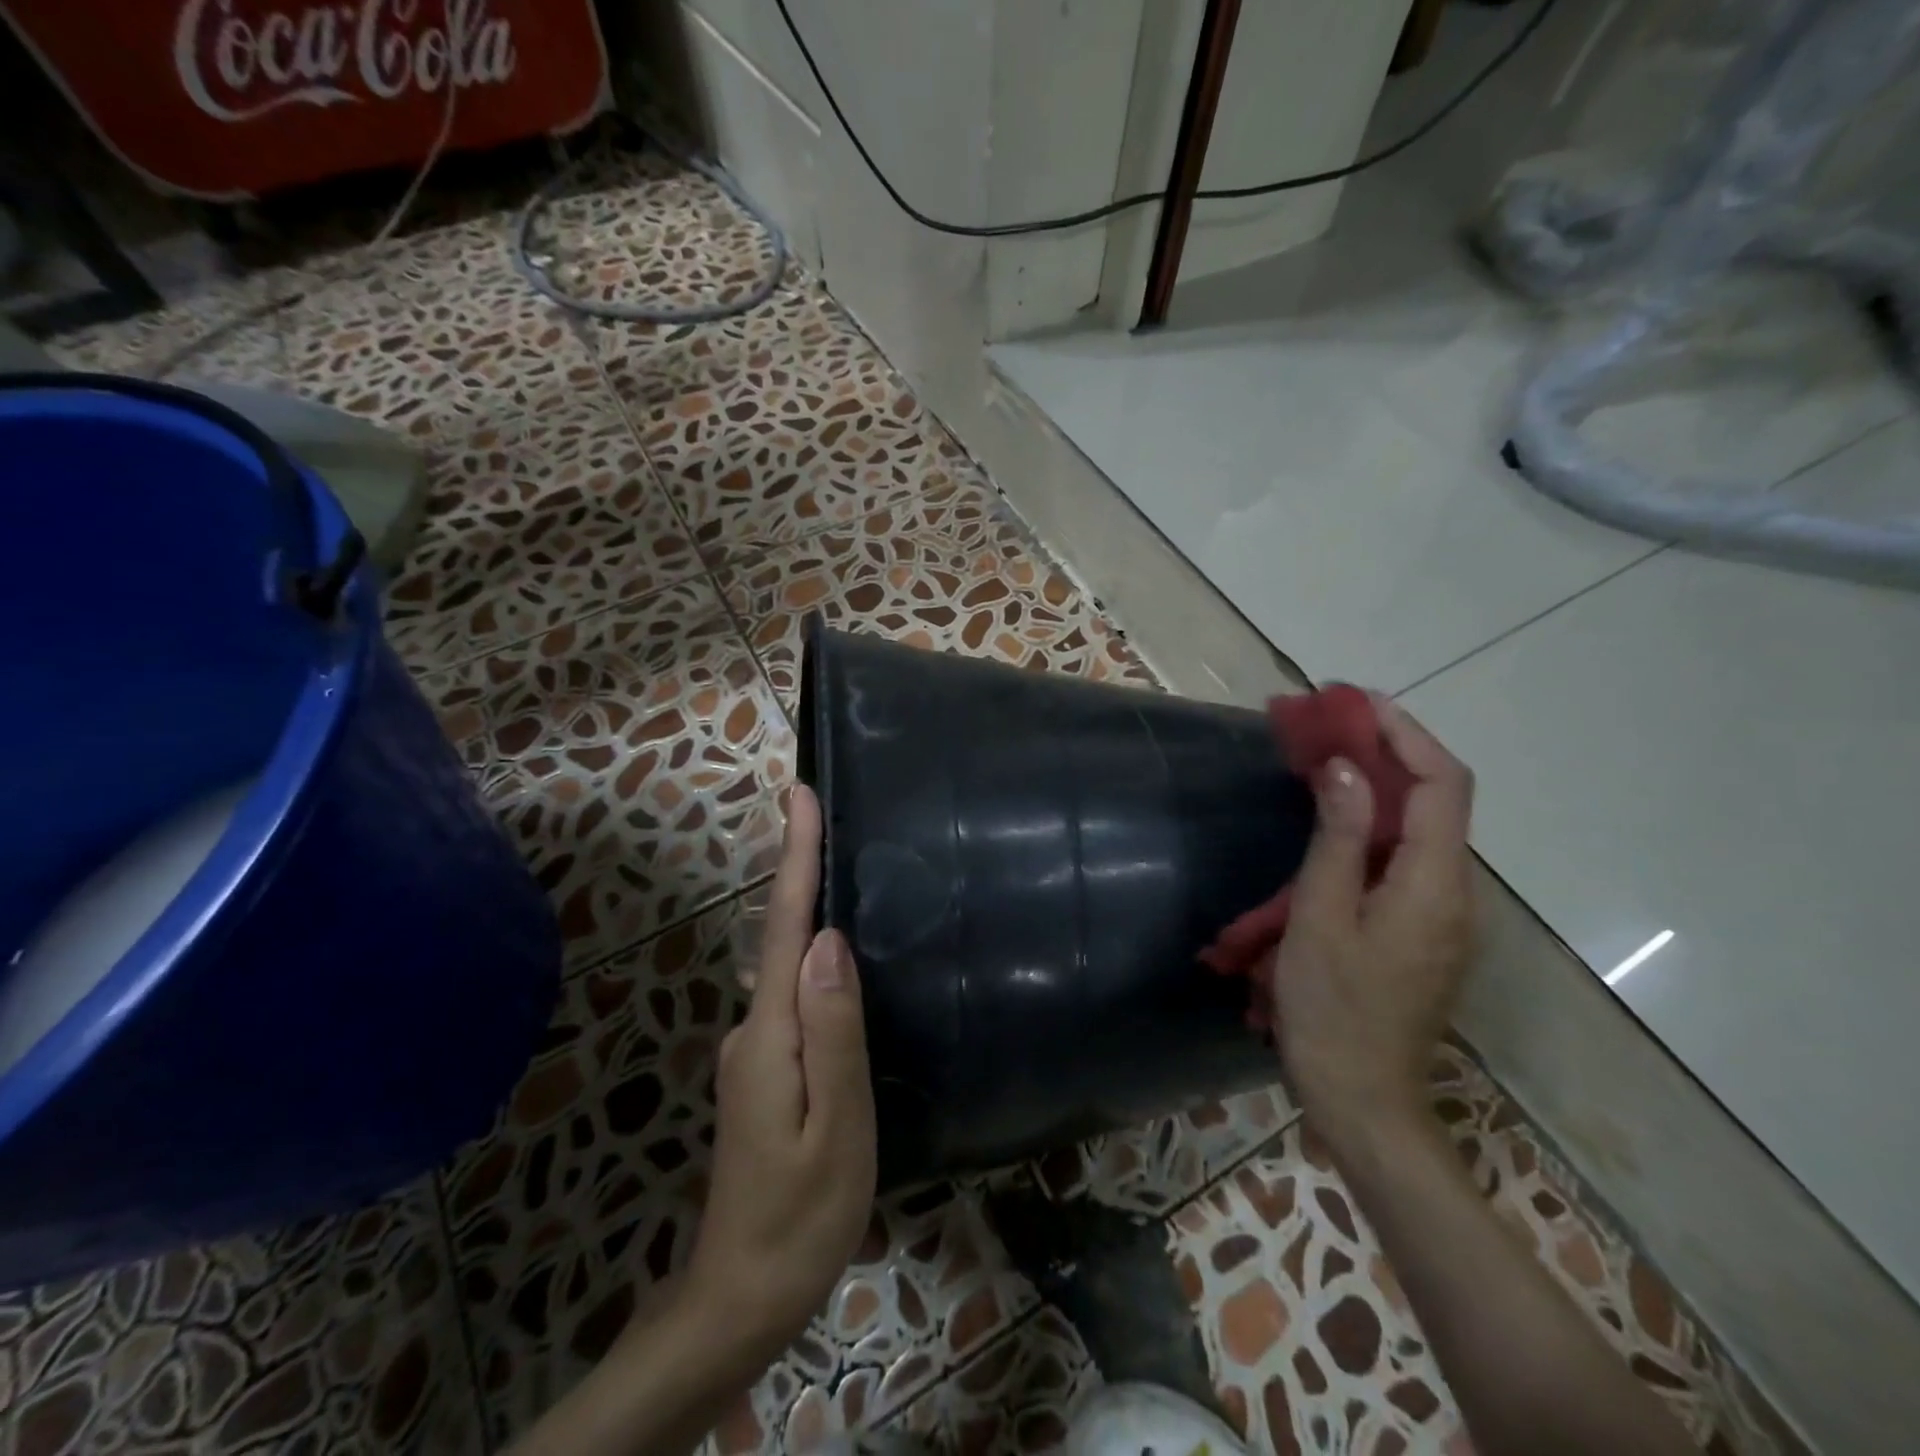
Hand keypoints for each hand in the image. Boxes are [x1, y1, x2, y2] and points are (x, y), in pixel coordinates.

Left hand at [683, 784, 876, 1367]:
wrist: (741, 1298)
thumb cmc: (802, 1215)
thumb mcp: (837, 1124)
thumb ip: (834, 1029)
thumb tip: (829, 940)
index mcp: (771, 1033)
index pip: (784, 926)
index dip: (794, 857)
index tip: (799, 796)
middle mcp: (754, 1028)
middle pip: (781, 934)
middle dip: (801, 869)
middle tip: (825, 812)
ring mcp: (755, 1050)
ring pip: (787, 965)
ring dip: (806, 909)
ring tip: (839, 864)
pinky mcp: (765, 1068)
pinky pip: (795, 996)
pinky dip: (813, 959)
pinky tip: (838, 957)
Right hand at [1271, 698, 1475, 1153]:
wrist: (1363, 1101)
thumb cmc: (1332, 1010)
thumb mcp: (1321, 919)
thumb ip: (1339, 838)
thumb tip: (1345, 767)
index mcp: (1435, 884)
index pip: (1442, 784)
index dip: (1405, 733)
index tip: (1355, 702)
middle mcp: (1456, 891)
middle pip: (1438, 799)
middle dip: (1389, 750)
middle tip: (1327, 726)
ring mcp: (1444, 914)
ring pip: (1422, 828)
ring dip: (1380, 784)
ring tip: (1324, 761)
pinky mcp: (1424, 930)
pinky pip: (1407, 857)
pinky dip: (1375, 823)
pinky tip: (1335, 822)